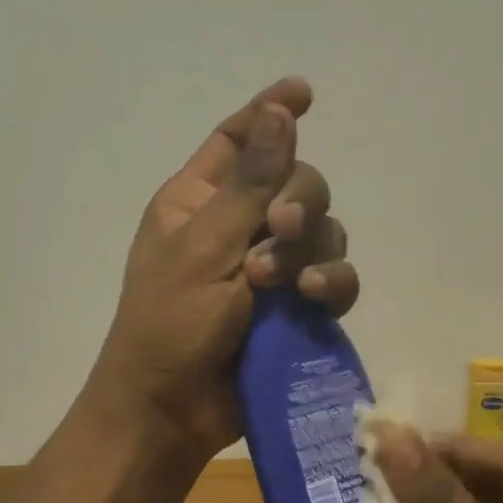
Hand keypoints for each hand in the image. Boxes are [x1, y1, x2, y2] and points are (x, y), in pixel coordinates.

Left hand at [86, 77, 358, 460]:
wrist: (173, 410)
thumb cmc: (168, 324)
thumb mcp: (204, 246)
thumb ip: (249, 183)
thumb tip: (279, 111)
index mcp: (199, 200)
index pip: (239, 140)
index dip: (270, 113)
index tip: (306, 92)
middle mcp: (239, 227)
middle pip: (297, 183)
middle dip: (299, 200)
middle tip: (280, 229)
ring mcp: (271, 271)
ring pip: (324, 232)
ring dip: (312, 248)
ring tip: (284, 283)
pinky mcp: (296, 311)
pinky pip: (333, 280)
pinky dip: (331, 283)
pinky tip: (314, 298)